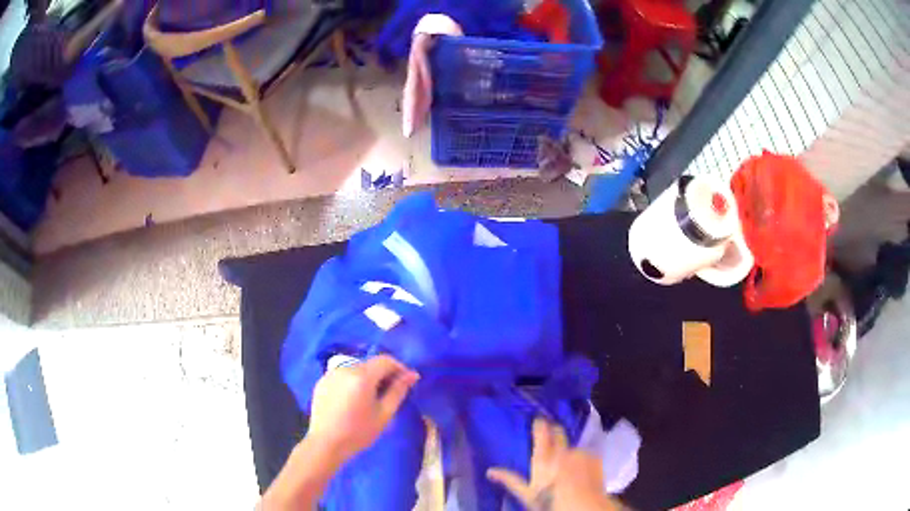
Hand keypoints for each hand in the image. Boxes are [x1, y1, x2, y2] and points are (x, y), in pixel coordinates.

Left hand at [307, 355, 419, 463]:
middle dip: (384, 374)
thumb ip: (398, 391)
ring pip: (356, 369)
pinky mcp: (322, 381)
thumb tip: (412, 375)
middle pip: (370, 364)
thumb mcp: (384, 414)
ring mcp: (331, 374)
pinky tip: (354, 400)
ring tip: (372, 398)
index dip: (399, 368)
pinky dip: (353, 382)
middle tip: (391, 393)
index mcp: (361, 376)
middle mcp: (345, 368)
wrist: (326, 443)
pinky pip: (343, 376)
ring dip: (368, 378)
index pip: (385, 360)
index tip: (406, 383)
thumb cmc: (359, 432)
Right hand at [487, 418, 621, 510]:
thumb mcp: (527, 494)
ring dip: (569, 451)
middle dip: (554, 431)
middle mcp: (563, 450)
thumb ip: (510, 480)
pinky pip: (586, 454)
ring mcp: (581, 453)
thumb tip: (490, 471)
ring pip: (572, 446)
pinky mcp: (595, 458)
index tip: (538, 420)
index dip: (540, 424)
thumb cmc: (550, 501)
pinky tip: (581, 472)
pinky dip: (582, 460)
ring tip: (567, 465)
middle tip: (550, 437)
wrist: (583, 507)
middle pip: (559, 432)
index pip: (542, 431)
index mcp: (544, 457)